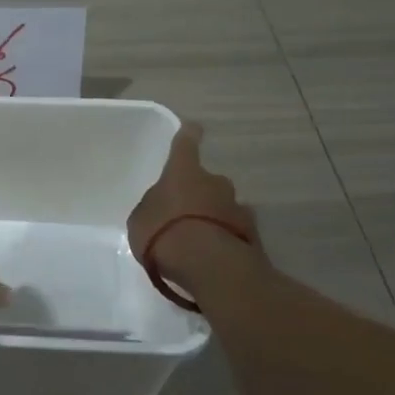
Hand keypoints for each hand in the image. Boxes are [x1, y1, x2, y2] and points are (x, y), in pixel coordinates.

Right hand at [128, 123, 264, 287]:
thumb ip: (153, 209)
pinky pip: (235, 231)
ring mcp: (238, 207)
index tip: (193, 128)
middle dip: (199, 194)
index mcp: (183, 172)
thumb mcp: (141, 220)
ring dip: (215, 217)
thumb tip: (162, 208)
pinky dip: (226, 239)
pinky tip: (214, 257)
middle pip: (208, 181)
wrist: (209, 265)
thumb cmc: (163, 233)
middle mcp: (215, 182)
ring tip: (200, 241)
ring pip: (224, 207)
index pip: (186, 144)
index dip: (188, 135)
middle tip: (184, 215)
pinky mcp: (253, 235)